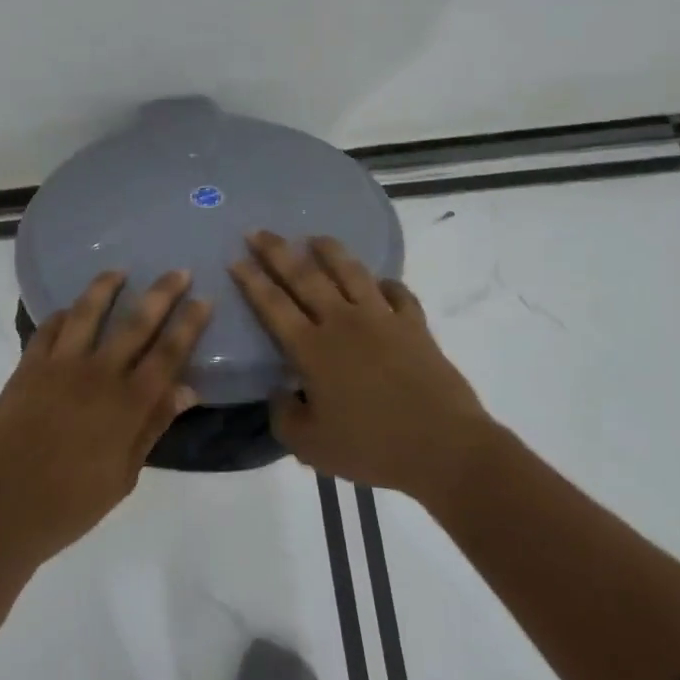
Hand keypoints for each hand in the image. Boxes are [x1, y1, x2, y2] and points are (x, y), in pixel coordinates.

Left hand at [0, 270, 208, 568]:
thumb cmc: (69, 506)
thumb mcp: (123, 476)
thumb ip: (152, 426)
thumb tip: (187, 389)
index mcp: (127, 405)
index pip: (168, 354)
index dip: (188, 324)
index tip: (203, 299)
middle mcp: (97, 375)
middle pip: (136, 323)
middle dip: (161, 293)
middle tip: (178, 271)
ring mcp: (58, 367)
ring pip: (87, 312)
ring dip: (106, 287)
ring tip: (119, 270)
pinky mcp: (26, 368)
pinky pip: (47, 329)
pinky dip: (62, 314)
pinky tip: (69, 310)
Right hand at [231, 231, 492, 501]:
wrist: (443, 447)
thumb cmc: (372, 448)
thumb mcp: (311, 447)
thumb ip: (284, 417)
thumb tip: (279, 392)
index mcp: (312, 349)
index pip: (273, 305)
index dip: (252, 280)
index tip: (236, 258)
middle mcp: (342, 322)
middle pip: (304, 276)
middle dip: (277, 251)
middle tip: (258, 232)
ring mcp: (381, 318)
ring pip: (350, 272)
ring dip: (329, 251)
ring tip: (315, 237)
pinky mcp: (414, 326)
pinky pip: (398, 294)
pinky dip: (386, 284)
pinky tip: (380, 282)